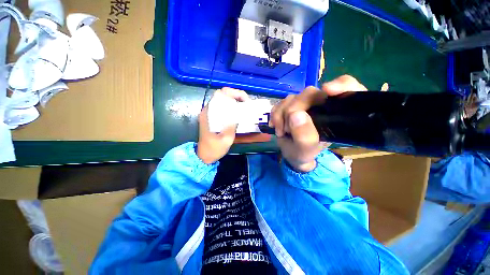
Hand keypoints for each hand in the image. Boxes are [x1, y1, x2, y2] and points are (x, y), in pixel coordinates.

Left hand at [197, 88, 249, 163]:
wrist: (203, 156)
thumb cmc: (214, 149)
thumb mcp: (226, 139)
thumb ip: (232, 125)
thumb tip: (239, 113)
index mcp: (209, 114)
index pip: (221, 94)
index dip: (234, 93)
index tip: (245, 101)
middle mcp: (208, 110)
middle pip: (222, 95)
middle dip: (236, 96)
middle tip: (246, 103)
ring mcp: (209, 113)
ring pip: (222, 100)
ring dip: (234, 100)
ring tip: (243, 107)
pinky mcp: (211, 117)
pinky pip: (222, 106)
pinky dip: (231, 106)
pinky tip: (237, 113)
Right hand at [270, 75, 366, 171]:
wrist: (290, 153)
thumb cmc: (303, 153)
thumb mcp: (305, 150)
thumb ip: (304, 136)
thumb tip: (295, 114)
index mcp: (334, 115)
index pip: (347, 89)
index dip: (340, 85)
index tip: (327, 90)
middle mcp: (320, 105)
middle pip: (309, 94)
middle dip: (292, 110)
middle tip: (286, 129)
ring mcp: (304, 104)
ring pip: (291, 98)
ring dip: (281, 115)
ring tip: (281, 131)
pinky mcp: (290, 105)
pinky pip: (280, 103)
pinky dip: (275, 114)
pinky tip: (275, 125)